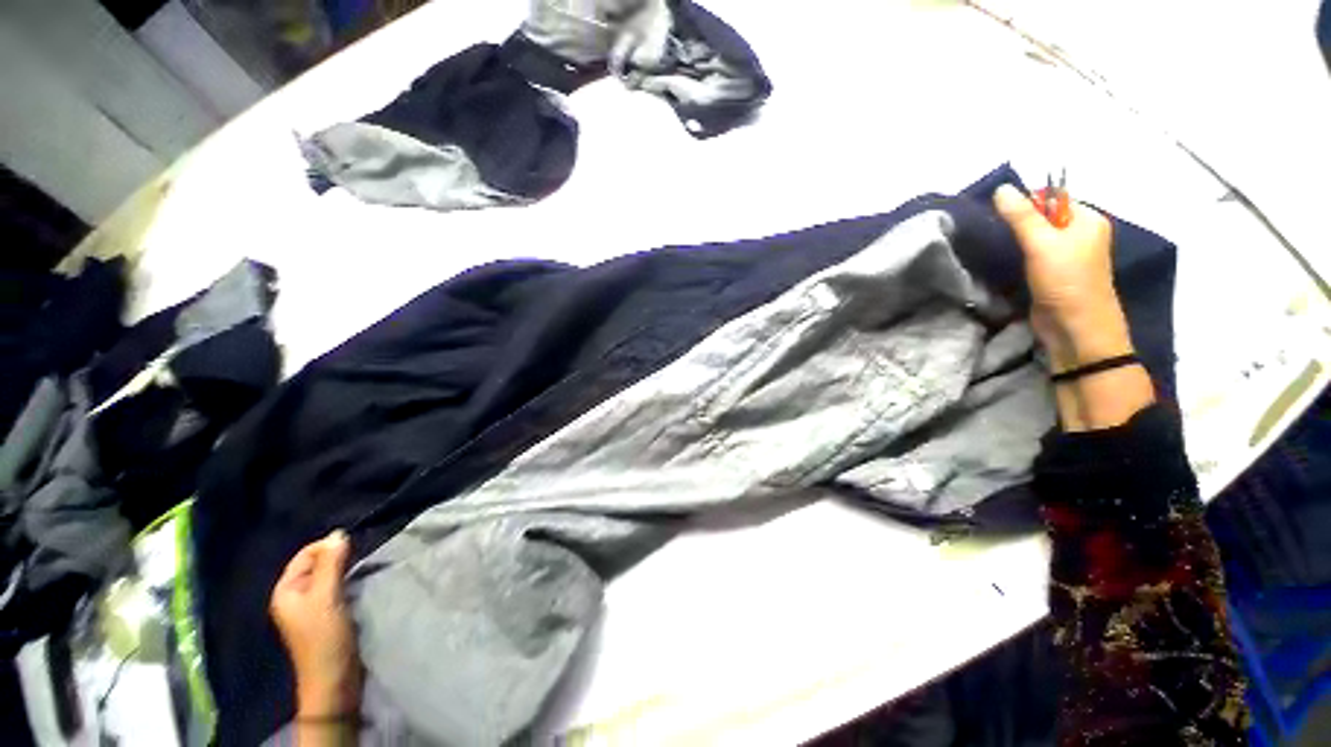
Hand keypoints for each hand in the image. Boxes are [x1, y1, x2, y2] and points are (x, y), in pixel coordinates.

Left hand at [270, 530, 361, 718]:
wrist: (334, 678)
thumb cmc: (325, 637)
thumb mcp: (327, 597)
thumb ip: (331, 564)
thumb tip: (339, 533)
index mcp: (286, 590)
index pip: (305, 554)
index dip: (328, 546)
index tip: (354, 546)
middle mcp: (294, 595)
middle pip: (316, 564)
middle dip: (337, 556)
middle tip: (359, 555)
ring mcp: (310, 606)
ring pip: (328, 575)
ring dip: (343, 568)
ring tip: (361, 566)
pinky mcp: (326, 613)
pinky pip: (335, 586)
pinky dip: (346, 579)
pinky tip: (358, 581)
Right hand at [993, 184, 1153, 430]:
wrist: (1075, 329)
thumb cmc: (1066, 281)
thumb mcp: (1042, 244)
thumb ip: (1021, 216)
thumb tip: (1000, 188)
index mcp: (1087, 219)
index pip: (1053, 197)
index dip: (1025, 201)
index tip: (995, 212)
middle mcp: (1080, 233)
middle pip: (1043, 217)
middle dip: (1017, 221)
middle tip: (990, 229)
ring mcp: (1067, 255)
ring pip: (1035, 238)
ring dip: (1015, 240)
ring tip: (991, 243)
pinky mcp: (1052, 274)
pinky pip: (1032, 255)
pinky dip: (1017, 255)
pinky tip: (1001, 259)